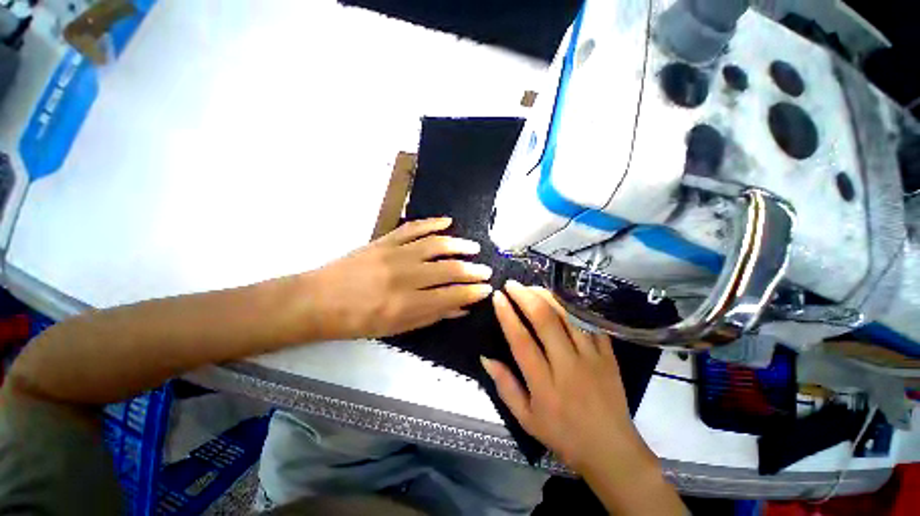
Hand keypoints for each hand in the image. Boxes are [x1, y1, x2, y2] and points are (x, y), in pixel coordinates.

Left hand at [303, 217, 492, 339]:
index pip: (450, 296)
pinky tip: (447, 222)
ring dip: (459, 245)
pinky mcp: (384, 240)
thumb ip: (431, 316)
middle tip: (487, 271)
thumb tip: (460, 308)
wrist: (318, 300)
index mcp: (406, 305)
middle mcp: (404, 277)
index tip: (487, 289)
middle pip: (448, 270)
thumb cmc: (357, 322)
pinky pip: (413, 228)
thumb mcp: (396, 328)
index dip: (472, 293)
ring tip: (474, 248)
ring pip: (435, 245)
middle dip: (472, 271)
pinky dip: (432, 223)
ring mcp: (394, 254)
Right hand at [482, 280, 654, 474]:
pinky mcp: (609, 355)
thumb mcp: (526, 419)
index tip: (498, 297)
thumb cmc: (563, 436)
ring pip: (568, 316)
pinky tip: (561, 297)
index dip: (507, 315)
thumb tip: (485, 357)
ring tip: (532, 287)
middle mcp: (568, 366)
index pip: (521, 341)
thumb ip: (505, 386)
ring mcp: (592, 358)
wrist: (612, 451)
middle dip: (525, 296)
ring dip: (547, 296)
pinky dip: (574, 306)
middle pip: (545, 320)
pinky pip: (591, 322)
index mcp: (544, 385)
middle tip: (512, 285)